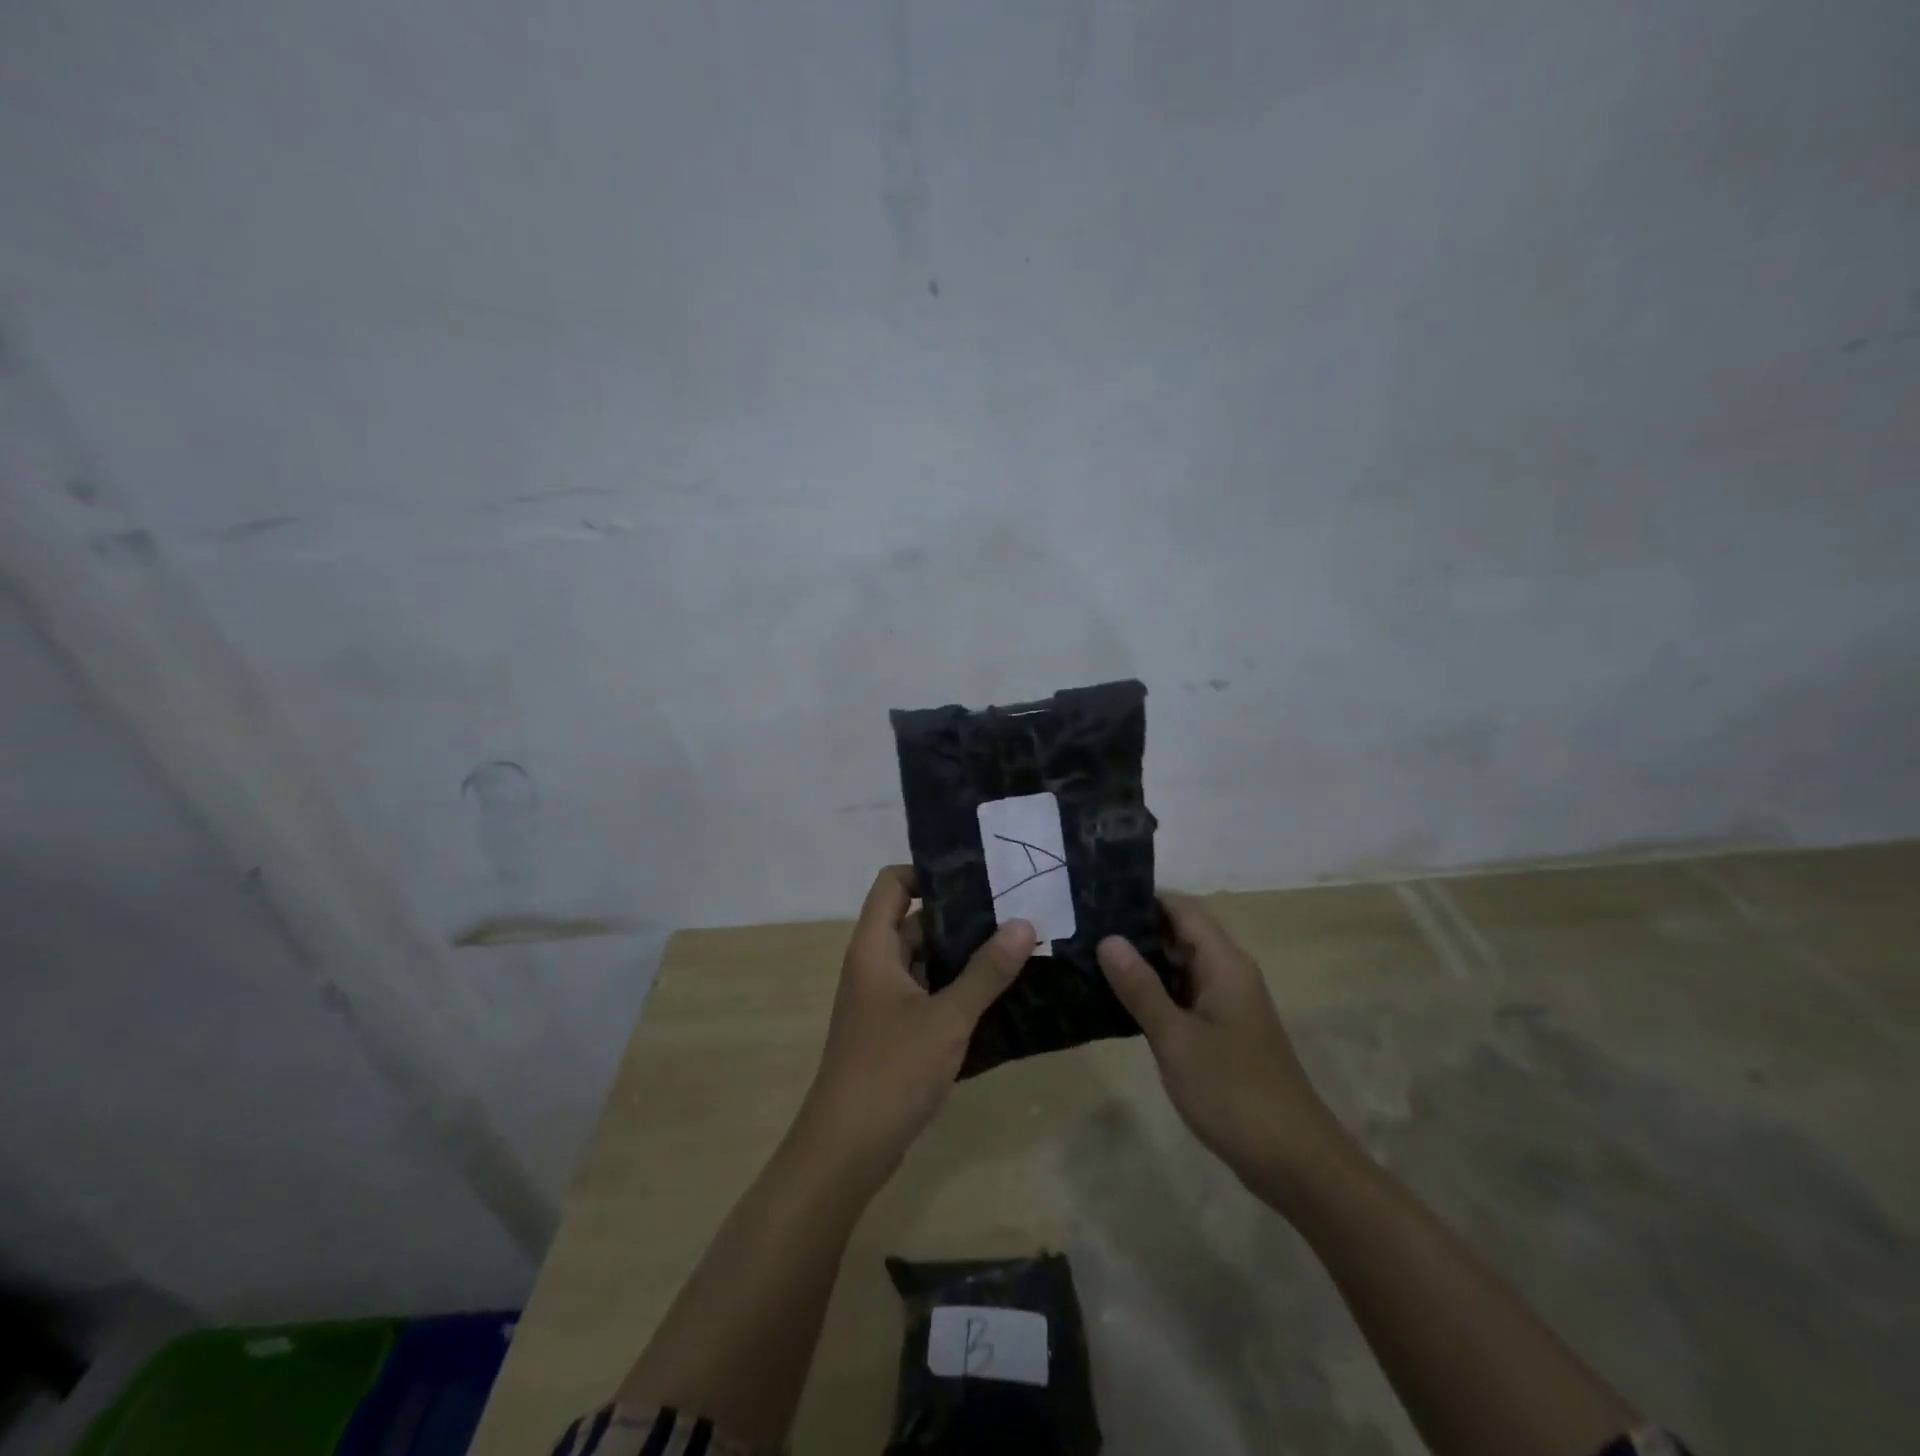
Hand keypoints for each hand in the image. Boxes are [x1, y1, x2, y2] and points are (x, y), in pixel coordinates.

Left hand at [793, 866, 1035, 1180]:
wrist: (847, 1149)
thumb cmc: (891, 1070)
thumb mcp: (946, 1018)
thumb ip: (986, 971)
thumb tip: (1024, 923)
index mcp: (875, 948)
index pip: (893, 883)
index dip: (928, 871)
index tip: (977, 875)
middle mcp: (875, 965)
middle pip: (916, 922)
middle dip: (961, 916)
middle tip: (1015, 910)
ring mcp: (883, 1000)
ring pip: (925, 961)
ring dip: (964, 956)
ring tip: (1017, 947)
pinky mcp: (894, 1031)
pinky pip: (928, 993)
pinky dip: (957, 989)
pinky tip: (1000, 995)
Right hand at [1097, 894, 1343, 1198]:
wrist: (1294, 1161)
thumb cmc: (1233, 1092)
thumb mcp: (1176, 1038)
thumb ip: (1141, 987)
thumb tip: (1108, 938)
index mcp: (1224, 963)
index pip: (1182, 908)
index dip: (1142, 897)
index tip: (1097, 897)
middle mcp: (1229, 973)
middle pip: (1181, 933)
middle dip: (1136, 928)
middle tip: (1083, 928)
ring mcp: (1228, 1004)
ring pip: (1181, 966)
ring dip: (1143, 962)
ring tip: (1091, 957)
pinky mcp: (1225, 1032)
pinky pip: (1186, 995)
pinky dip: (1156, 991)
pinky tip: (1119, 1000)